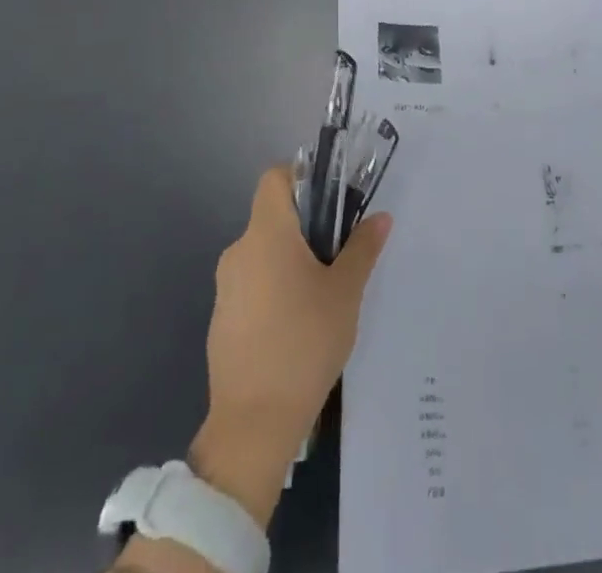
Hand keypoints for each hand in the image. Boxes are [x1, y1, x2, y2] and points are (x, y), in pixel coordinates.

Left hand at [189, 165, 391, 526]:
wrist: (252, 425)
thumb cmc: (304, 343)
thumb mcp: (345, 292)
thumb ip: (362, 248)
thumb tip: (380, 217)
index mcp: (267, 233)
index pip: (275, 177)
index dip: (303, 176)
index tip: (331, 201)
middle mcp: (239, 251)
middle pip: (273, 216)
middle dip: (306, 226)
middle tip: (339, 253)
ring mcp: (225, 287)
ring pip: (264, 252)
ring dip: (291, 260)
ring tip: (323, 294)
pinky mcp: (221, 320)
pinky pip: (252, 285)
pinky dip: (274, 289)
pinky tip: (297, 326)